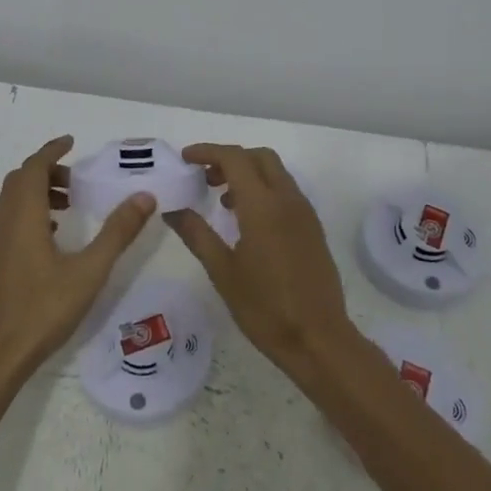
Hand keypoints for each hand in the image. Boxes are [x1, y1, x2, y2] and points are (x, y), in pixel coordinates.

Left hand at [0, 136, 155, 385]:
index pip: (34, 167)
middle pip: (21, 180)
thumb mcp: (89, 271)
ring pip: (13, 200)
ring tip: (70, 205)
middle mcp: (5, 222)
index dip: (52, 150)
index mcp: (24, 216)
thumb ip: (117, 232)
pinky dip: (30, 212)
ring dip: (38, 191)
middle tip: (78, 181)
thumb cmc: (43, 310)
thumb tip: (144, 196)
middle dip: (48, 171)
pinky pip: (10, 219)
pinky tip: (53, 236)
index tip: (72, 142)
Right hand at [164, 143, 358, 383]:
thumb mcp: (223, 271)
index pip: (234, 158)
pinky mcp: (312, 228)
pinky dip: (263, 190)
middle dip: (230, 159)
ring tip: (221, 200)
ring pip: (275, 173)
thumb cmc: (265, 308)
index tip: (185, 158)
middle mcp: (287, 199)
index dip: (207, 151)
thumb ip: (197, 234)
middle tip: (204, 177)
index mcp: (263, 206)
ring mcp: (304, 213)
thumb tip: (172, 209)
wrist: (318, 339)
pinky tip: (246, 221)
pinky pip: (286, 192)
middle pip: (259, 157)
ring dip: (248, 174)